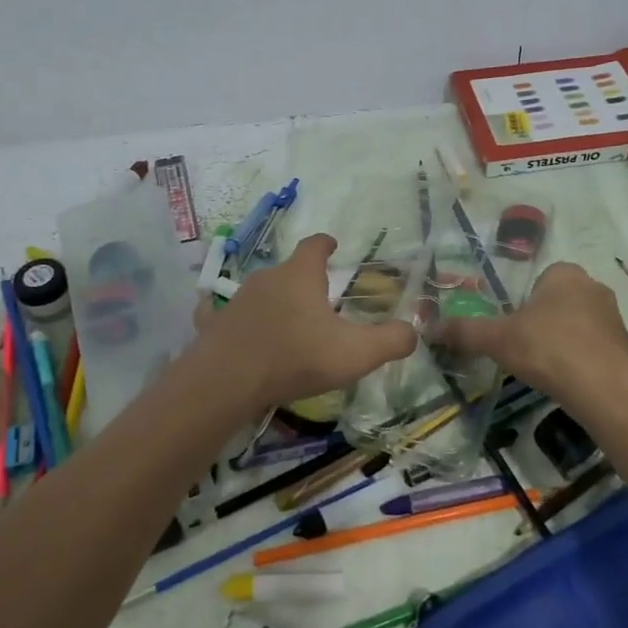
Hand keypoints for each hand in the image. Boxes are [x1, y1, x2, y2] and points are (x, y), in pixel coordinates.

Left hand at [193, 234, 417, 411]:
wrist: (227, 382)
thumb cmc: (296, 358)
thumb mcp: (356, 353)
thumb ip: (391, 340)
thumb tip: (414, 332)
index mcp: (300, 275)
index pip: (315, 246)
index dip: (326, 244)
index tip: (333, 246)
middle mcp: (266, 278)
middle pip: (289, 270)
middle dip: (304, 280)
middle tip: (320, 300)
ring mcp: (235, 300)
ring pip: (260, 293)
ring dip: (274, 302)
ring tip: (287, 323)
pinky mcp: (213, 324)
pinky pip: (224, 315)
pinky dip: (234, 320)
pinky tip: (236, 331)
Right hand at [434, 262, 627, 415]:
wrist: (606, 390)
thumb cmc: (548, 350)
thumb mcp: (498, 339)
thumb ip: (465, 331)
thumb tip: (428, 328)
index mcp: (564, 273)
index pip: (536, 282)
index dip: (521, 307)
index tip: (512, 332)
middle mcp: (593, 286)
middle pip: (556, 303)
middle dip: (541, 325)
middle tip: (525, 352)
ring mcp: (614, 316)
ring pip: (576, 325)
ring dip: (561, 343)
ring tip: (547, 370)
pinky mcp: (625, 345)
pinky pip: (593, 347)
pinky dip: (580, 361)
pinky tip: (569, 381)